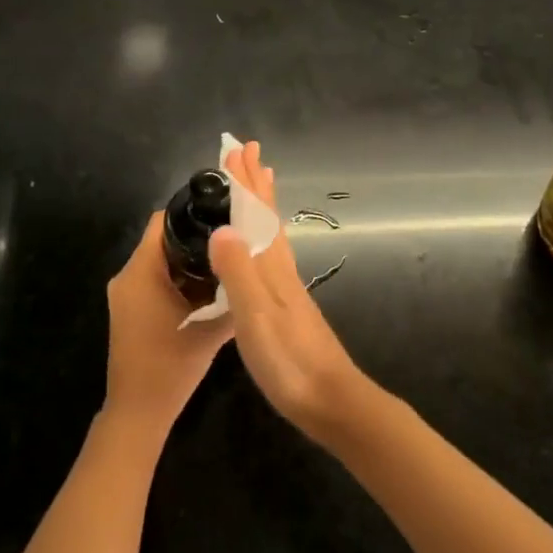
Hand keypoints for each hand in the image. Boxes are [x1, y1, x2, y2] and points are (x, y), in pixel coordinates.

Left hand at [102, 211, 233, 439]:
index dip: (190, 214)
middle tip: (228, 241)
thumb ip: (231, 298)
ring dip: (184, 262)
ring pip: (156, 262)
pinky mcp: (126, 311)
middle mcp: (126, 276)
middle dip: (193, 239)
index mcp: (141, 272)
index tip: (220, 216)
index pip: (161, 222)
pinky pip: (151, 281)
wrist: (138, 413)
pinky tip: (203, 291)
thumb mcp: (210, 330)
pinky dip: (173, 280)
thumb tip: (251, 270)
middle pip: (160, 241)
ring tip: (221, 263)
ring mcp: (123, 294)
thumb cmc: (172, 366)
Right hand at [210, 140, 370, 443]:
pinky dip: (264, 234)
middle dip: (254, 183)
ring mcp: (286, 287)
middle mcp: (280, 268)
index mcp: (270, 266)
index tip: (237, 149)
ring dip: (260, 203)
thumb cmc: (289, 360)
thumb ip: (238, 272)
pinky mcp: (287, 306)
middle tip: (247, 152)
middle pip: (266, 215)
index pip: (255, 212)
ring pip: (271, 232)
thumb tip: (221, 227)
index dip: (244, 182)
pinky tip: (262, 245)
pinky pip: (271, 253)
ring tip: (258, 183)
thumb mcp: (256, 316)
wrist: (332, 402)